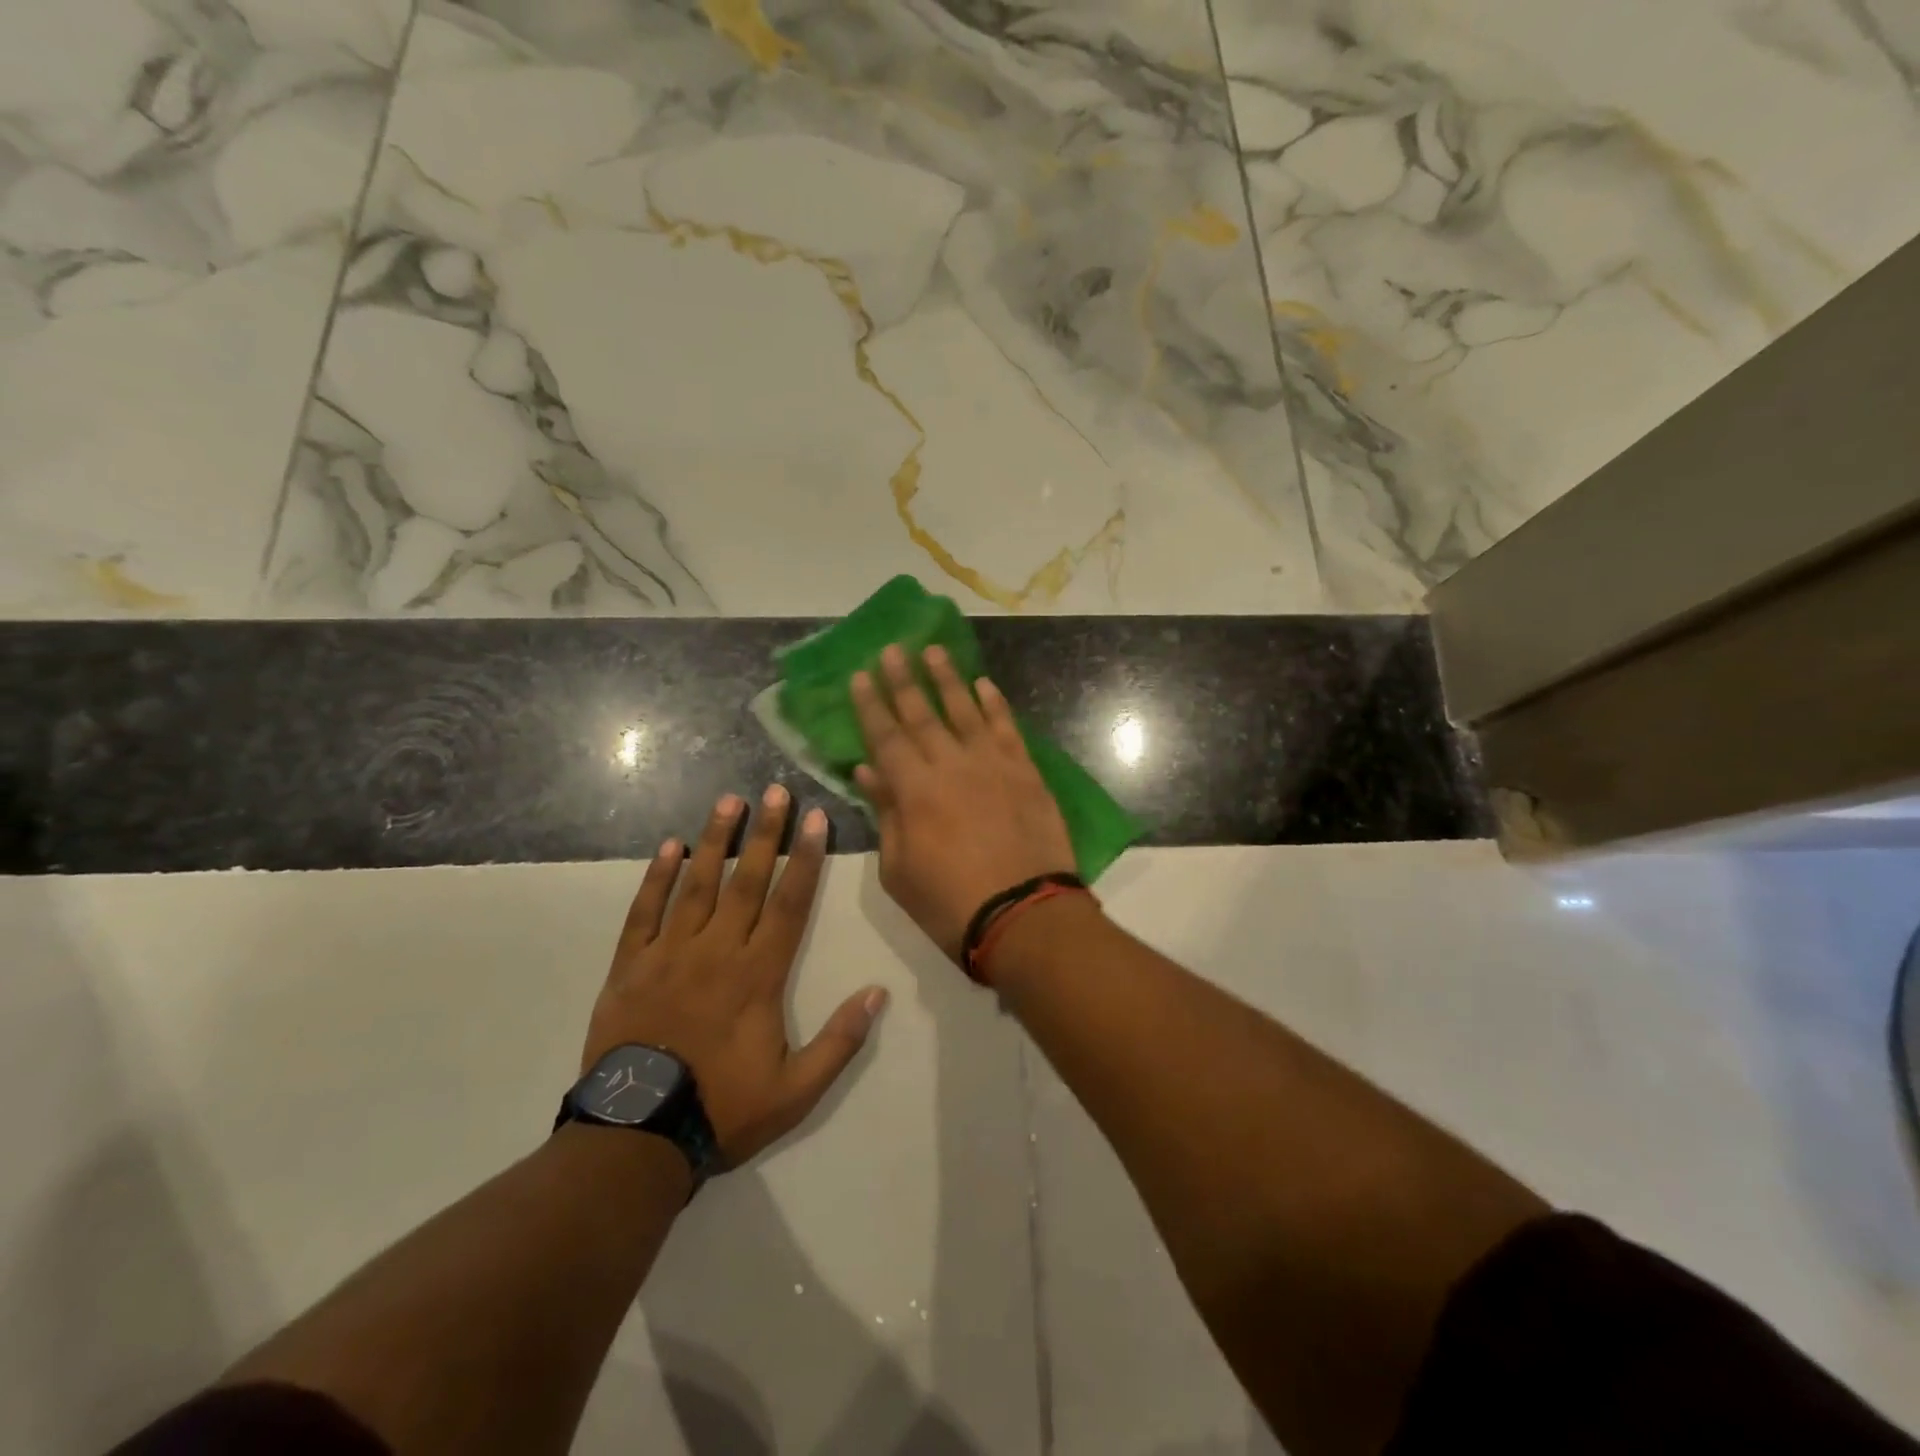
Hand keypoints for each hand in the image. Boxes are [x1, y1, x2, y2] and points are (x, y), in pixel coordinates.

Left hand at [584, 787, 887, 1164]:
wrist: (636, 1135)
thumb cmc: (722, 1109)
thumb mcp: (796, 1091)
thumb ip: (840, 1041)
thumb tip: (877, 993)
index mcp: (758, 975)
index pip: (790, 903)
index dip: (806, 859)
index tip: (815, 819)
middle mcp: (717, 951)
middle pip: (747, 881)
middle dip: (765, 833)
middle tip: (775, 790)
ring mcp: (669, 954)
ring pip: (697, 885)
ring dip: (715, 840)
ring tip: (729, 801)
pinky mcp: (630, 966)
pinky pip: (644, 912)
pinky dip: (656, 877)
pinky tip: (669, 846)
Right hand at [851, 643, 1075, 961]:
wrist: (1025, 915)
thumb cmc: (950, 903)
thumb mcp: (899, 870)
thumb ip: (885, 814)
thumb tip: (868, 770)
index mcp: (914, 790)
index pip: (885, 736)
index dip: (870, 705)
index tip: (860, 674)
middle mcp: (952, 765)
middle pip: (922, 713)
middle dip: (903, 679)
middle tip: (892, 648)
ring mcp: (993, 765)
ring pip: (966, 710)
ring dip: (948, 678)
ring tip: (934, 650)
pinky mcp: (1026, 772)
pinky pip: (1008, 728)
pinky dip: (995, 704)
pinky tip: (984, 684)